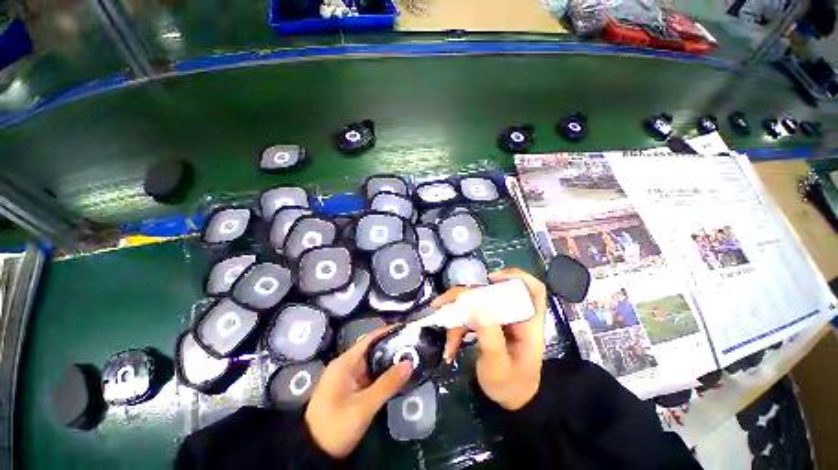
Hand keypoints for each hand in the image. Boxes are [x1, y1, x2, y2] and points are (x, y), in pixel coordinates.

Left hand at [305, 327, 411, 458]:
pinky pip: (371, 377)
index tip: (406, 329)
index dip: (387, 332)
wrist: (314, 454)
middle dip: (392, 348)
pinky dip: (384, 375)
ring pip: (372, 365)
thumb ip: (387, 384)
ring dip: (389, 362)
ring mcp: (349, 379)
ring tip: (411, 357)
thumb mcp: (364, 406)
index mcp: (345, 362)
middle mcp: (347, 366)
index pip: (370, 339)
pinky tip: (398, 376)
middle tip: (413, 346)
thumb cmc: (336, 425)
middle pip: (372, 350)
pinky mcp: (352, 391)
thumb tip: (409, 363)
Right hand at [435, 268, 547, 410]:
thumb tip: (477, 308)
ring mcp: (498, 318)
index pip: (532, 289)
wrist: (509, 400)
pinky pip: (469, 316)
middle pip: (489, 292)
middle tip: (440, 306)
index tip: (490, 279)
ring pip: (474, 304)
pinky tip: (450, 346)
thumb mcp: (499, 367)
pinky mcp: (487, 323)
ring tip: (446, 341)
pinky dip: (457, 328)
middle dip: (463, 297)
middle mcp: (512, 315)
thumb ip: (490, 339)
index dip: (514, 276)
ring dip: (456, 317)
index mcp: (527, 323)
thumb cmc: (511, 386)